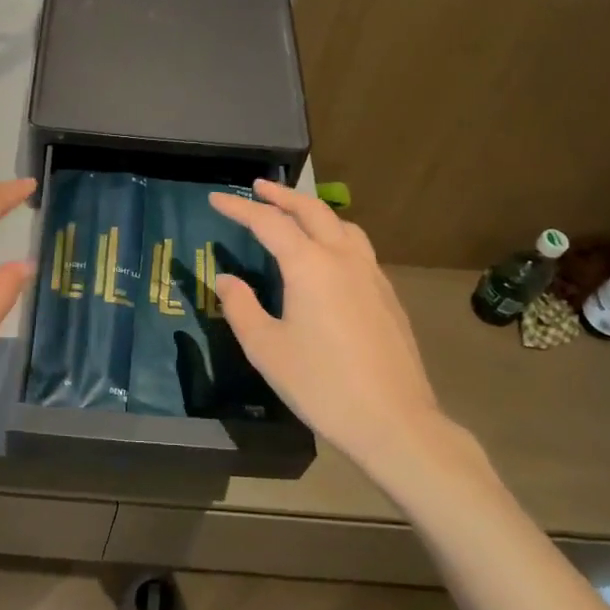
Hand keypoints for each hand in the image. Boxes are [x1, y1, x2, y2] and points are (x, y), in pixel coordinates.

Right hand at [209, 180, 493, 496]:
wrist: (393, 420)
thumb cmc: (321, 385)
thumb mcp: (266, 349)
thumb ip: (241, 307)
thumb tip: (227, 279)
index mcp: (309, 266)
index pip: (269, 223)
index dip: (240, 208)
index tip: (216, 199)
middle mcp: (343, 258)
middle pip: (311, 210)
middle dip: (281, 195)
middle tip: (258, 188)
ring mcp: (371, 274)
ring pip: (341, 225)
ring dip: (313, 211)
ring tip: (295, 214)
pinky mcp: (387, 294)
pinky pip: (358, 247)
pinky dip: (335, 234)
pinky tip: (329, 256)